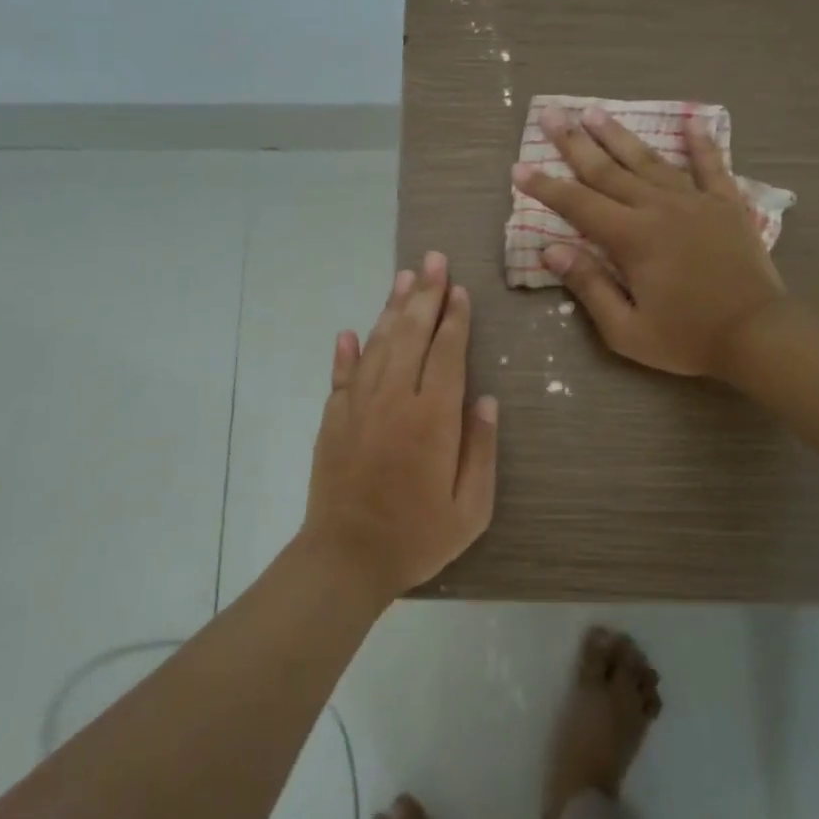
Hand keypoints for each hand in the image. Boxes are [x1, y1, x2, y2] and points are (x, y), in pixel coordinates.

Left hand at [300, 251, 498, 600]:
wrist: (346, 558)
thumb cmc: (417, 536)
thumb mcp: (471, 507)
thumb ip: (480, 450)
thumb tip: (485, 400)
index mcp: (433, 418)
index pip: (447, 353)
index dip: (455, 319)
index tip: (460, 289)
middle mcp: (394, 400)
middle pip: (411, 335)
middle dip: (426, 295)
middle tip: (434, 260)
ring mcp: (358, 406)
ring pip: (377, 345)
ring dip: (391, 309)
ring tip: (404, 277)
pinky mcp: (332, 419)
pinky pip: (341, 375)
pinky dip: (346, 351)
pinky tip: (350, 331)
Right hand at [513, 104, 785, 378]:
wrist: (758, 335)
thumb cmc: (686, 338)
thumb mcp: (625, 329)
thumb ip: (589, 286)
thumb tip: (551, 251)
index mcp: (632, 238)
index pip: (578, 204)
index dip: (545, 187)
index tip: (519, 167)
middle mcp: (659, 208)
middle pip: (608, 170)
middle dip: (575, 143)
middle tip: (551, 115)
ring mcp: (695, 202)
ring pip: (649, 161)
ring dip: (620, 135)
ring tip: (595, 111)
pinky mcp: (726, 206)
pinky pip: (711, 167)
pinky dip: (701, 143)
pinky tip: (692, 120)